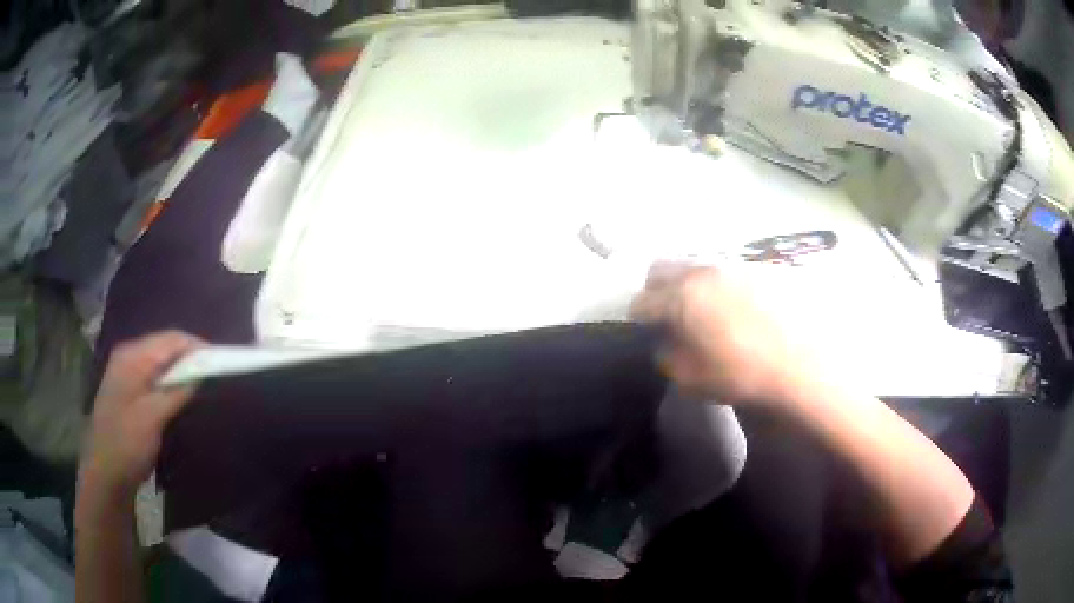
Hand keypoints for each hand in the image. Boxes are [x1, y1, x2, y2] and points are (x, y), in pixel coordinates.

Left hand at [82, 331, 203, 496]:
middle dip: (190, 357)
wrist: (105, 473)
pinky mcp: (129, 387)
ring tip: (202, 383)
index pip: (170, 339)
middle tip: (214, 373)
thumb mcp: (152, 419)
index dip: (197, 347)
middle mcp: (128, 356)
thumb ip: (176, 392)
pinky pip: (155, 374)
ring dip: (181, 369)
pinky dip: (171, 380)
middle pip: (165, 346)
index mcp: (132, 357)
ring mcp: (127, 371)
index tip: (221, 360)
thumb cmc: (127, 444)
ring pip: (161, 360)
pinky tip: (180, 393)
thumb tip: (201, 372)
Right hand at [630, 262, 807, 404]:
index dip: (638, 316)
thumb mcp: (692, 379)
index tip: (643, 328)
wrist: (804, 362)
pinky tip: (735, 307)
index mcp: (681, 297)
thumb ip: (669, 358)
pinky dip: (719, 284)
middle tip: (666, 312)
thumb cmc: (743, 374)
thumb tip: (667, 343)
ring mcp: (733, 264)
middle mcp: (703, 271)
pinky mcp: (758, 267)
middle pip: (662, 267)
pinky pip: (726, 269)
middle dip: (655, 287)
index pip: (642, 300)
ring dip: (688, 283)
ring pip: (695, 264)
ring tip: (704, 309)